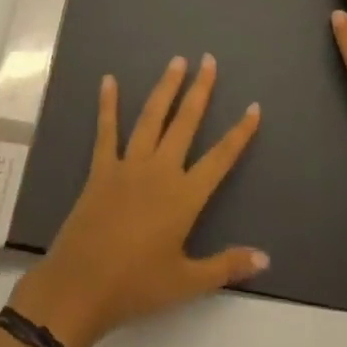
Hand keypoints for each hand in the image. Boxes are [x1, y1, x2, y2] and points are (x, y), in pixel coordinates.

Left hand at [9, 55, 265, 346]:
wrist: (80, 286)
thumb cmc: (137, 286)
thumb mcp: (187, 282)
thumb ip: (226, 266)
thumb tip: (265, 258)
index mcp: (184, 197)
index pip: (220, 158)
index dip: (239, 133)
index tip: (253, 107)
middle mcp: (160, 170)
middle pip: (185, 123)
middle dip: (200, 90)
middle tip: (209, 60)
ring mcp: (128, 165)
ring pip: (152, 118)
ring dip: (165, 88)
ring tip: (176, 61)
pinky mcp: (101, 168)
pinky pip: (106, 131)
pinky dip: (108, 105)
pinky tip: (109, 81)